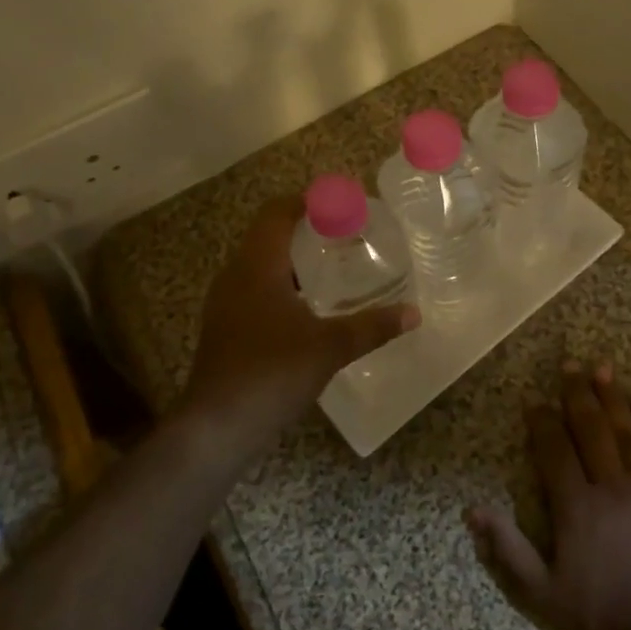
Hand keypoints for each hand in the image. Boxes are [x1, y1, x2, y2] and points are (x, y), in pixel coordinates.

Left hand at [180, 197, 419, 452]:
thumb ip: (372, 327)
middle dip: (306, 231)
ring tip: (334, 270)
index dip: (308, 201)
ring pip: (261, 266)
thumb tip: (414, 313)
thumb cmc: (271, 373)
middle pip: (268, 236)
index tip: (342, 205)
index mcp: (257, 266)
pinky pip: (255, 291)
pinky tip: (309, 310)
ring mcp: (226, 303)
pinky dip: (282, 287)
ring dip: (294, 262)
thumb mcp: (329, 347)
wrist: (216, 427)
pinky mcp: (225, 328)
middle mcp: (236, 276)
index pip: (277, 213)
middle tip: (346, 236)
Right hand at [467, 359, 630, 629]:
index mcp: (575, 506)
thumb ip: (507, 549)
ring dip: (612, 397)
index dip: (541, 421)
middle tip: (569, 363)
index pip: (554, 450)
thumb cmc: (600, 614)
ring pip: (625, 432)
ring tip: (602, 368)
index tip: (532, 398)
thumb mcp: (541, 593)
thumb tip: (472, 510)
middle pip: (590, 429)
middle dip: (577, 394)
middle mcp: (609, 486)